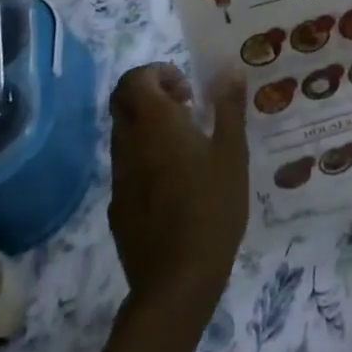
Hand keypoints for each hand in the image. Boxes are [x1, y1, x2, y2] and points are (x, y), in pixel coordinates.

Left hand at [108, 64, 247, 313]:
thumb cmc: (212, 206)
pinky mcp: (118, 206)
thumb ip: (229, 107)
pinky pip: (128, 165)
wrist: (177, 281)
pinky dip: (147, 157)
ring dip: (151, 126)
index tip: (188, 91)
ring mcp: (119, 177)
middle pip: (123, 102)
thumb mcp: (232, 152)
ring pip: (124, 134)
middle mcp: (129, 144)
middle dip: (151, 94)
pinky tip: (178, 182)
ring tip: (189, 145)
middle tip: (187, 108)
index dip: (158, 73)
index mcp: (155, 124)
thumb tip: (230, 70)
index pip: (134, 79)